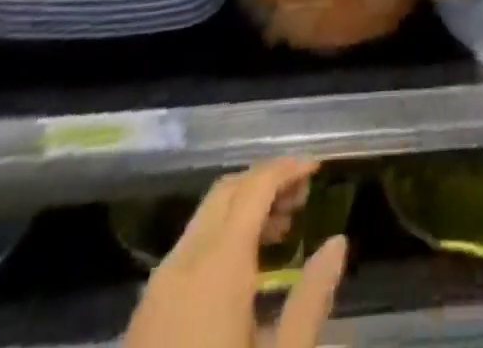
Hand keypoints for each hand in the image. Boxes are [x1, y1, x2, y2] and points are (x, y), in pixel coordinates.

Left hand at [124, 158, 347, 347]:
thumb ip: (311, 301)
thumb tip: (338, 243)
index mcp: (217, 266)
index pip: (255, 187)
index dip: (287, 169)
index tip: (318, 168)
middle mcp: (183, 262)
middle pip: (226, 192)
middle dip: (266, 183)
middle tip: (303, 198)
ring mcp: (157, 287)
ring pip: (205, 218)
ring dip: (244, 209)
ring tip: (282, 230)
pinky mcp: (144, 314)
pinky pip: (189, 248)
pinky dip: (221, 236)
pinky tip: (245, 270)